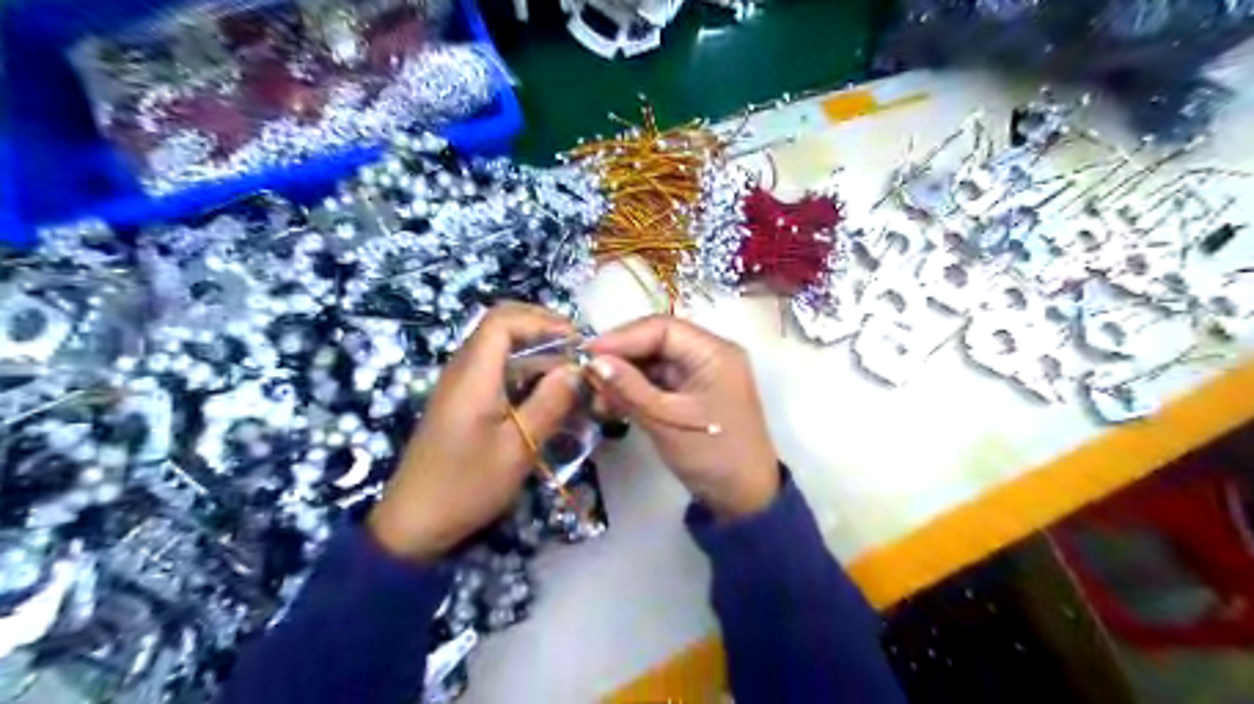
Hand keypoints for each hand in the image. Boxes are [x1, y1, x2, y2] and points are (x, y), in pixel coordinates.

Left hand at [363, 299, 577, 559]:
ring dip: (537, 352)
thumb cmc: (467, 486)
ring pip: (500, 349)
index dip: (542, 321)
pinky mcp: (463, 403)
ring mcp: (461, 386)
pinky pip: (497, 371)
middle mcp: (463, 371)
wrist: (415, 523)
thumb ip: (550, 403)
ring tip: (571, 373)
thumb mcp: (518, 448)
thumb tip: (578, 370)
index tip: (577, 341)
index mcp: (473, 376)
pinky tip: (549, 394)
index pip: (503, 320)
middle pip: (500, 326)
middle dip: (542, 329)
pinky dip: (525, 373)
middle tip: (577, 349)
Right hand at [586, 316, 776, 517]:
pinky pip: (659, 380)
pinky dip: (635, 389)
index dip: (622, 337)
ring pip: (654, 361)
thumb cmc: (712, 456)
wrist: (745, 498)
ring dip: (624, 375)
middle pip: (656, 341)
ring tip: (596, 397)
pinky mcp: (693, 392)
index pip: (662, 328)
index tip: (587, 354)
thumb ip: (629, 388)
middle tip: (587, 376)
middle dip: (621, 357)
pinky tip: (612, 403)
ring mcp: (701, 373)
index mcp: (714, 352)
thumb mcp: (666, 421)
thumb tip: (593, 362)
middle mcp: (709, 354)